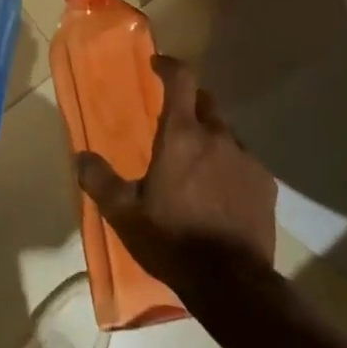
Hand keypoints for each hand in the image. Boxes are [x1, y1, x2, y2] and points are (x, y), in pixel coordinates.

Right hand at [75, 55, 275, 296]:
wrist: (231, 282)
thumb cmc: (171, 240)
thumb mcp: (124, 213)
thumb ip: (99, 180)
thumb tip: (80, 156)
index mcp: (181, 135)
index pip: (181, 80)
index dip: (169, 66)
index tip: (158, 65)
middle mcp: (217, 136)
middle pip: (206, 101)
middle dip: (190, 102)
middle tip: (174, 120)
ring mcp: (246, 158)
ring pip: (226, 133)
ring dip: (210, 137)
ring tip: (198, 164)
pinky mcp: (266, 183)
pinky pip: (244, 161)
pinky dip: (230, 165)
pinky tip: (221, 192)